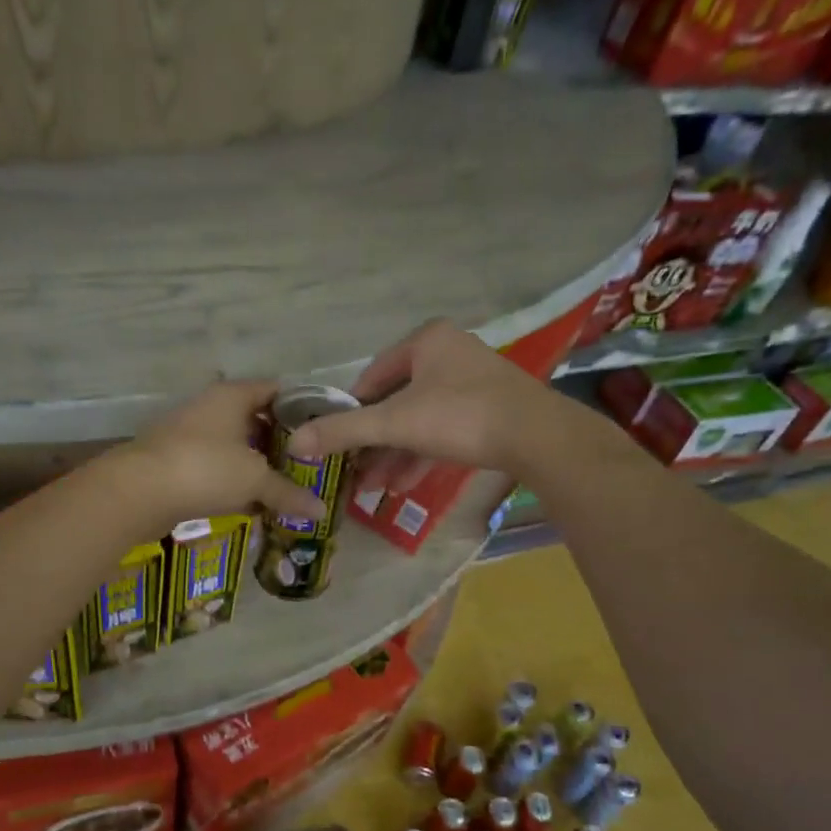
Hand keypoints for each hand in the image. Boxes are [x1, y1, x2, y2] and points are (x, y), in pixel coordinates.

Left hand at [112, 380, 325, 536]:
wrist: (137, 492)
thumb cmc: (205, 469)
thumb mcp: (255, 480)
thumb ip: (289, 493)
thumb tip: (321, 511)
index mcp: (233, 396)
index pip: (276, 390)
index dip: (302, 409)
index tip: (322, 432)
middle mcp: (210, 407)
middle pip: (255, 419)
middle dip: (280, 443)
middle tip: (308, 466)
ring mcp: (189, 433)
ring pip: (233, 446)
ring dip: (255, 465)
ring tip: (283, 487)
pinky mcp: (175, 461)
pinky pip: (214, 467)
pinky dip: (232, 482)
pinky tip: (250, 504)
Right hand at [284, 321, 560, 489]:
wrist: (538, 437)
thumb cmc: (460, 417)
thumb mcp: (395, 424)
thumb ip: (344, 432)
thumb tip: (293, 443)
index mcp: (426, 342)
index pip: (372, 377)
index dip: (351, 412)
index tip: (337, 444)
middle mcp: (449, 354)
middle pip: (396, 403)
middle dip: (373, 443)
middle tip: (353, 472)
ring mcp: (472, 383)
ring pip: (419, 421)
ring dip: (394, 455)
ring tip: (372, 488)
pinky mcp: (488, 411)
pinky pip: (442, 431)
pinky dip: (421, 455)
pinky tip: (403, 485)